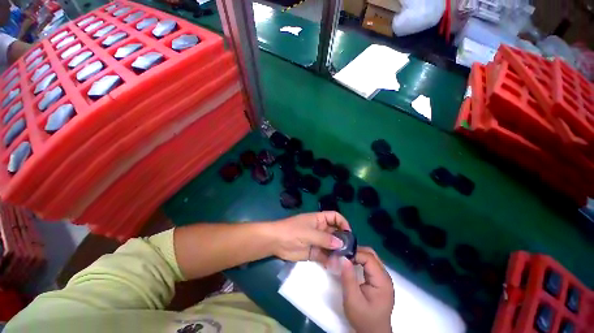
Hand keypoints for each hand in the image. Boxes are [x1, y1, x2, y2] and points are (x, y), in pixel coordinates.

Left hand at [271, 211, 350, 263]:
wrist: (276, 242)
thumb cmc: (292, 231)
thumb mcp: (309, 233)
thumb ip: (325, 239)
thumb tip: (341, 243)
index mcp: (319, 219)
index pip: (335, 217)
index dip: (343, 223)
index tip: (349, 234)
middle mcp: (320, 229)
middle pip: (335, 232)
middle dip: (342, 240)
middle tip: (350, 251)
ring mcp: (317, 241)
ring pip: (331, 245)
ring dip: (337, 251)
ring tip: (344, 260)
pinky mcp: (313, 252)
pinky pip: (325, 255)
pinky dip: (330, 260)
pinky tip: (334, 265)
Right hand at [341, 247, 393, 332]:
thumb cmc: (363, 318)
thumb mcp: (352, 300)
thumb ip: (348, 278)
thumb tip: (343, 257)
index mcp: (382, 281)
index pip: (368, 258)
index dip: (355, 253)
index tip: (341, 255)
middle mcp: (385, 276)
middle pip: (371, 254)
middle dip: (356, 251)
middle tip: (343, 254)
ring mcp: (383, 278)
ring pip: (370, 257)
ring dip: (358, 254)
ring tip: (346, 258)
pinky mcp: (379, 280)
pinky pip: (370, 264)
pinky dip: (360, 260)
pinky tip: (352, 263)